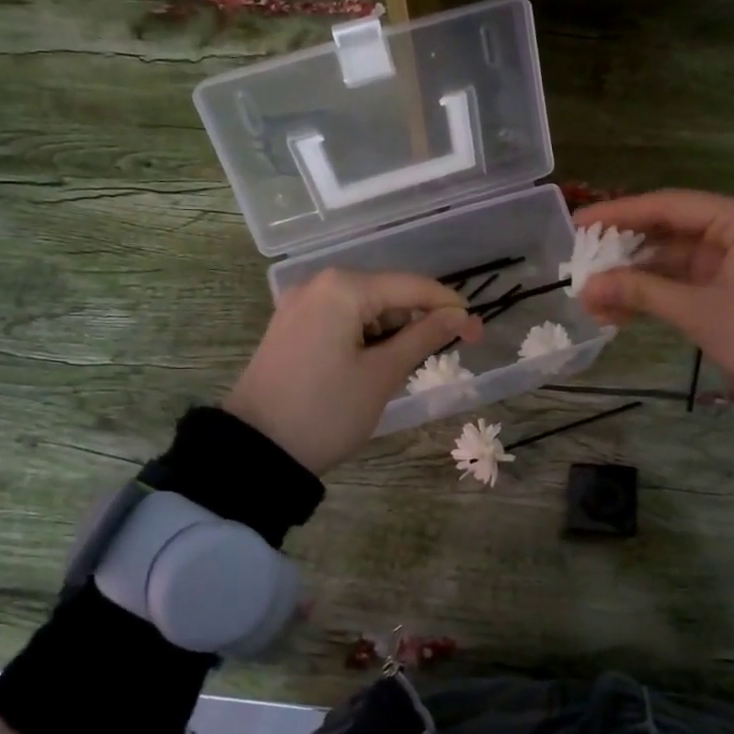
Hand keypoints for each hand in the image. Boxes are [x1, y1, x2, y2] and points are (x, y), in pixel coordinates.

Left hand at [224, 269, 478, 474]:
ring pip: (364, 307)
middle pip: (387, 293)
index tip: (477, 332)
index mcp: (344, 288)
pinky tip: (371, 363)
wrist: (257, 449)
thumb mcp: (382, 375)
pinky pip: (340, 319)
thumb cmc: (327, 412)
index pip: (413, 287)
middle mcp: (319, 283)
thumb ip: (424, 337)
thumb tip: (459, 315)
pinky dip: (364, 335)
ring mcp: (299, 304)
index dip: (450, 307)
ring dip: (391, 331)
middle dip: (419, 320)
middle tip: (445, 354)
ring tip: (402, 368)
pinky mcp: (290, 326)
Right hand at [574, 190, 733, 392]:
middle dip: (623, 252)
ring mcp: (733, 257)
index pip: (670, 205)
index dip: (621, 214)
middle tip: (580, 261)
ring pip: (670, 258)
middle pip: (668, 230)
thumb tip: (586, 287)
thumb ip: (639, 292)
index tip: (579, 223)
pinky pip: (681, 279)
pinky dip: (652, 293)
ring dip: (633, 279)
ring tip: (592, 299)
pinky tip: (617, 312)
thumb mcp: (696, 311)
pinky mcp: (728, 283)